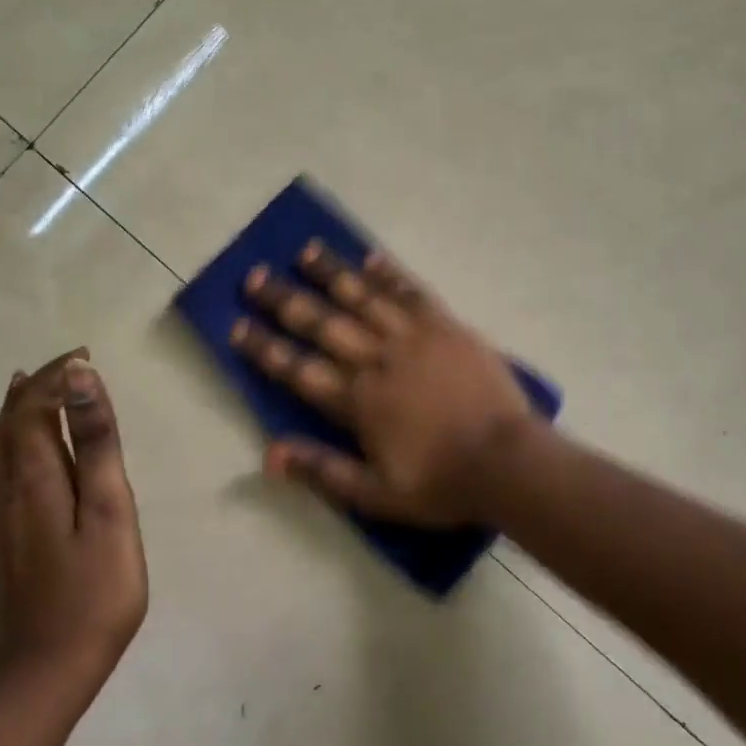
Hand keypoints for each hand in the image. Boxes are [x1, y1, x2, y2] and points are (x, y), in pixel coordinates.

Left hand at [0, 351, 146, 684]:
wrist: (51, 667)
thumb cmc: (97, 586)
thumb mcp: (110, 508)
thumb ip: (94, 441)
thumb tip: (79, 377)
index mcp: (33, 476)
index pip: (31, 407)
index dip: (54, 376)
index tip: (84, 357)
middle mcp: (1, 491)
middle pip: (7, 425)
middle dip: (34, 390)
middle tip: (65, 369)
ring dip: (10, 417)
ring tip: (25, 394)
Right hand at [230, 243, 539, 524]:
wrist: (508, 462)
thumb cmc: (442, 483)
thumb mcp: (377, 495)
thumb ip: (323, 472)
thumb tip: (268, 456)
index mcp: (358, 401)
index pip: (298, 369)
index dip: (265, 348)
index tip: (237, 326)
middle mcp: (377, 359)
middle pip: (323, 323)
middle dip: (285, 300)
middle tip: (255, 276)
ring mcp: (413, 337)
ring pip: (363, 297)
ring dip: (332, 273)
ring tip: (305, 251)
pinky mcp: (446, 326)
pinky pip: (412, 292)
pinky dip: (390, 274)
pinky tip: (371, 258)